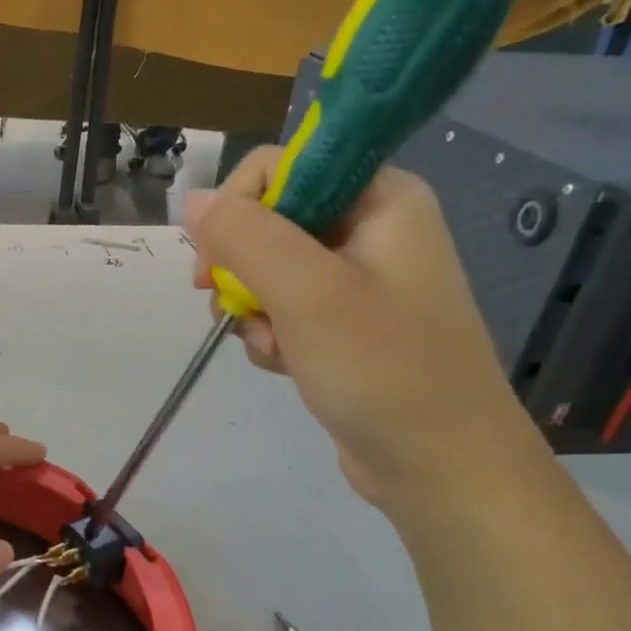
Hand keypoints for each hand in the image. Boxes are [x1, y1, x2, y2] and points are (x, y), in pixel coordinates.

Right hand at [185, 145, 546, 514]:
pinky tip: (283, 362)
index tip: (214, 260)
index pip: (284, 166)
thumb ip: (245, 237)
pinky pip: (282, 309)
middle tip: (229, 305)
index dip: (239, 206)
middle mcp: (369, 229)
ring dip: (252, 308)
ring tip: (273, 346)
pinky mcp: (343, 325)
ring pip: (267, 270)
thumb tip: (191, 199)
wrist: (438, 464)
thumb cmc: (383, 369)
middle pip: (269, 220)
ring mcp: (357, 280)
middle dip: (241, 268)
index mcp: (379, 199)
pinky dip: (270, 334)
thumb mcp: (307, 293)